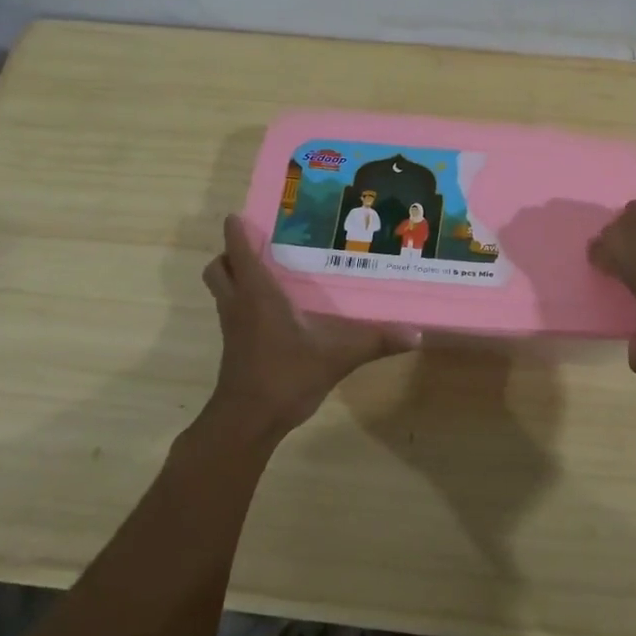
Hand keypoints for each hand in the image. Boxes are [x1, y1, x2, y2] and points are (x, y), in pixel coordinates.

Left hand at [201, 215, 417, 435]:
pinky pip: (233, 310)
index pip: (238, 249)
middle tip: (263, 246)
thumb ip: (375, 342)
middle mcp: (239, 303)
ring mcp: (233, 326)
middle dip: (232, 252)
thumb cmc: (285, 377)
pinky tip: (276, 310)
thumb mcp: (336, 357)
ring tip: (271, 271)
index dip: (237, 228)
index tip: (247, 214)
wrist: (248, 421)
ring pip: (222, 289)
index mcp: (258, 294)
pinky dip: (245, 301)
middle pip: (219, 266)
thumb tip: (416, 334)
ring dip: (236, 276)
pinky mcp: (235, 346)